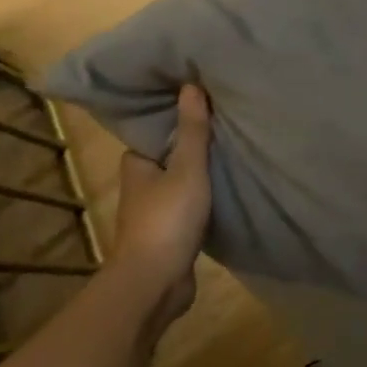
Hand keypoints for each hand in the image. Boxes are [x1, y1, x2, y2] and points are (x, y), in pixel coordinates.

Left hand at [107, 83, 212, 339]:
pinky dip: (203, 194)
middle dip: (190, 141)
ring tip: (229, 148)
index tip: (200, 98)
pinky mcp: (170, 233)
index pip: (154, 130)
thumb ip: (192, 130)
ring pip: (179, 180)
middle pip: (168, 154)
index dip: (174, 115)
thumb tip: (190, 84)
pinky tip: (225, 186)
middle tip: (223, 119)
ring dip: (198, 170)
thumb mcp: (187, 168)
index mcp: (136, 164)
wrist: (155, 282)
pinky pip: (189, 203)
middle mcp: (141, 184)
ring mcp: (154, 211)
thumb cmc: (167, 219)